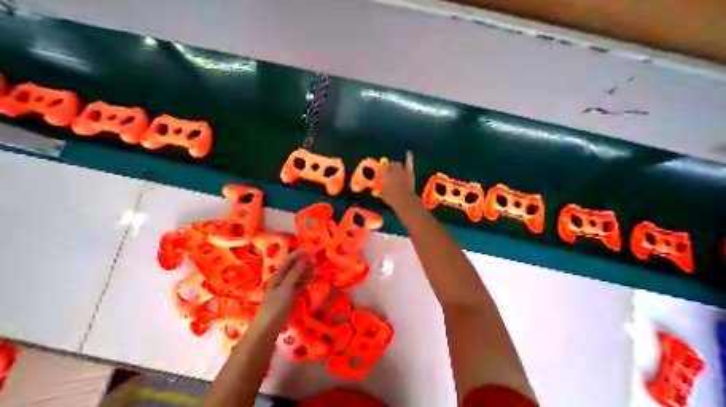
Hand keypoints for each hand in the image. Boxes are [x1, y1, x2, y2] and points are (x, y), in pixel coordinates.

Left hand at [250, 251, 313, 336]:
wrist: (268, 328)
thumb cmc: (275, 306)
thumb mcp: (286, 288)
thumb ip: (295, 273)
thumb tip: (303, 259)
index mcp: (279, 274)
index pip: (290, 259)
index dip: (299, 254)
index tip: (311, 251)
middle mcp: (284, 278)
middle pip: (296, 266)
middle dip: (305, 262)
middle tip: (317, 261)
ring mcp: (288, 286)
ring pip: (300, 275)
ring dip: (308, 271)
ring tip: (318, 271)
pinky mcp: (292, 295)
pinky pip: (301, 284)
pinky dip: (307, 280)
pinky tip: (314, 278)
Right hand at [377, 151, 416, 208]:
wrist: (404, 199)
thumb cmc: (391, 197)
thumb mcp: (382, 193)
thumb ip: (379, 189)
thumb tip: (378, 188)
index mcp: (384, 174)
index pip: (382, 168)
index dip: (382, 171)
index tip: (381, 175)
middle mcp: (392, 170)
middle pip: (390, 165)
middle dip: (388, 167)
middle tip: (388, 172)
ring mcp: (401, 170)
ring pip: (397, 164)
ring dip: (395, 165)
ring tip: (395, 169)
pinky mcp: (409, 172)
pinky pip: (409, 162)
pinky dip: (409, 157)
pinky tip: (408, 152)